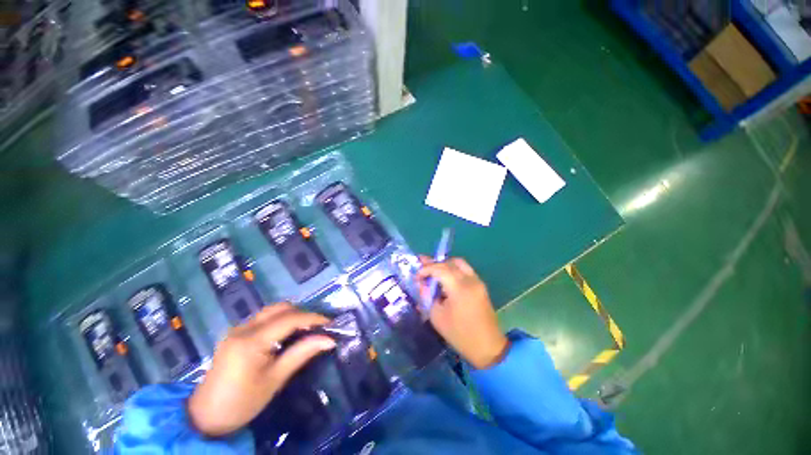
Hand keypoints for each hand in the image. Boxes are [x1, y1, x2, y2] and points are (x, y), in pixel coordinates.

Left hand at [188, 304, 334, 436]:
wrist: (204, 417)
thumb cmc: (242, 402)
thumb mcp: (275, 380)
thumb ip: (302, 354)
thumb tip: (329, 340)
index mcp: (252, 341)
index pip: (289, 318)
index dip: (312, 318)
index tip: (330, 323)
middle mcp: (243, 328)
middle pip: (280, 308)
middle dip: (302, 313)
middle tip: (317, 327)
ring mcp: (237, 329)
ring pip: (271, 311)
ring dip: (291, 315)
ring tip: (305, 329)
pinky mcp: (235, 333)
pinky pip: (263, 318)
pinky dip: (279, 320)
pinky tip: (286, 334)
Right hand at [417, 257, 508, 369]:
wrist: (487, 346)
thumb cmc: (459, 334)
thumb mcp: (437, 316)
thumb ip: (427, 296)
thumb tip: (422, 283)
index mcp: (459, 288)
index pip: (439, 269)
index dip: (426, 269)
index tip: (417, 276)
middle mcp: (470, 280)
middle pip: (449, 263)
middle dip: (434, 264)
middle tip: (422, 269)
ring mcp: (477, 281)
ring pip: (459, 263)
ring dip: (445, 264)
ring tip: (434, 272)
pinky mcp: (481, 285)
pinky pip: (465, 269)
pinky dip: (454, 269)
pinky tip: (446, 278)